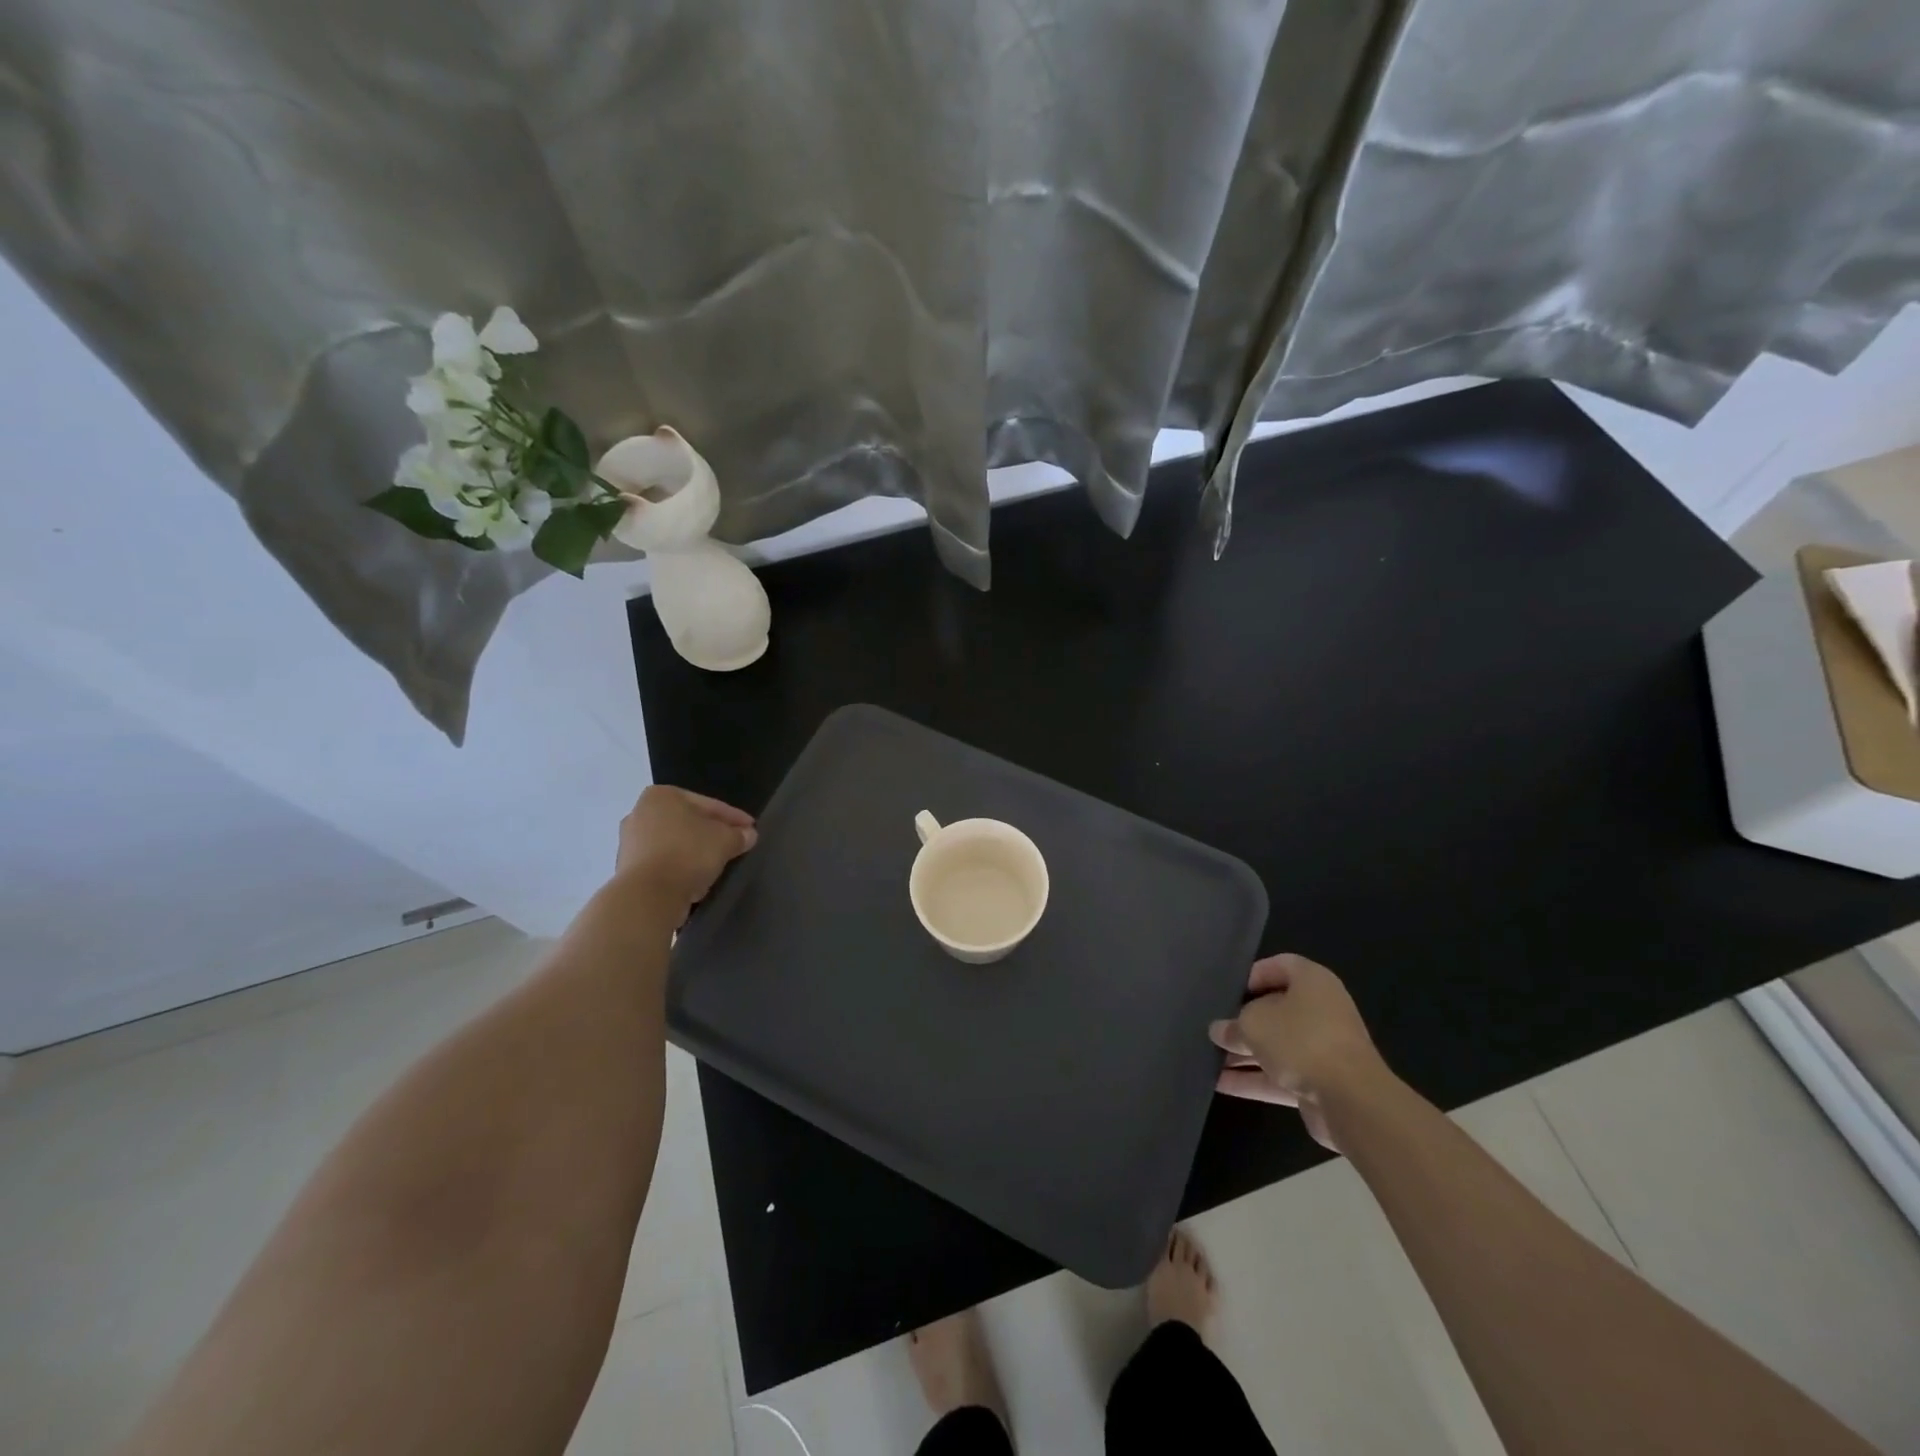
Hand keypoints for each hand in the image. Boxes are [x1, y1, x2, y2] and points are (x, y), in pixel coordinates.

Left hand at [613, 786, 757, 910]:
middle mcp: (640, 813)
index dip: (734, 817)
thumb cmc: (688, 854)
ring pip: (675, 844)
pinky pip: (664, 864)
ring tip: (718, 865)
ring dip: (695, 853)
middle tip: (735, 845)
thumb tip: (748, 835)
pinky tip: (697, 880)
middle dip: (711, 834)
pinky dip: (680, 869)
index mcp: (662, 796)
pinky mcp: (627, 870)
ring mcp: (630, 843)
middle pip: (688, 823)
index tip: (751, 829)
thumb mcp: (725, 840)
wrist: (648, 896)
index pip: (708, 805)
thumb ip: (738, 835)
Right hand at [1209, 955, 1389, 1150]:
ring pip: (1276, 1046)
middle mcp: (1321, 1011)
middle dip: (1243, 1021)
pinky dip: (1253, 1079)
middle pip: (1275, 1010)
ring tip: (1208, 1057)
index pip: (1280, 965)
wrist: (1351, 1101)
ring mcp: (1322, 1049)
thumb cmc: (1300, 1040)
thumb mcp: (1254, 1024)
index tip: (1227, 990)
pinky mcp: (1320, 1083)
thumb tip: (1220, 1031)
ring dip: (1244, 1053)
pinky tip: (1220, 1084)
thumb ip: (1233, 1025)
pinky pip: (1280, 1075)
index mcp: (1312, 982)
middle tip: (1213, 1027)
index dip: (1253, 974)